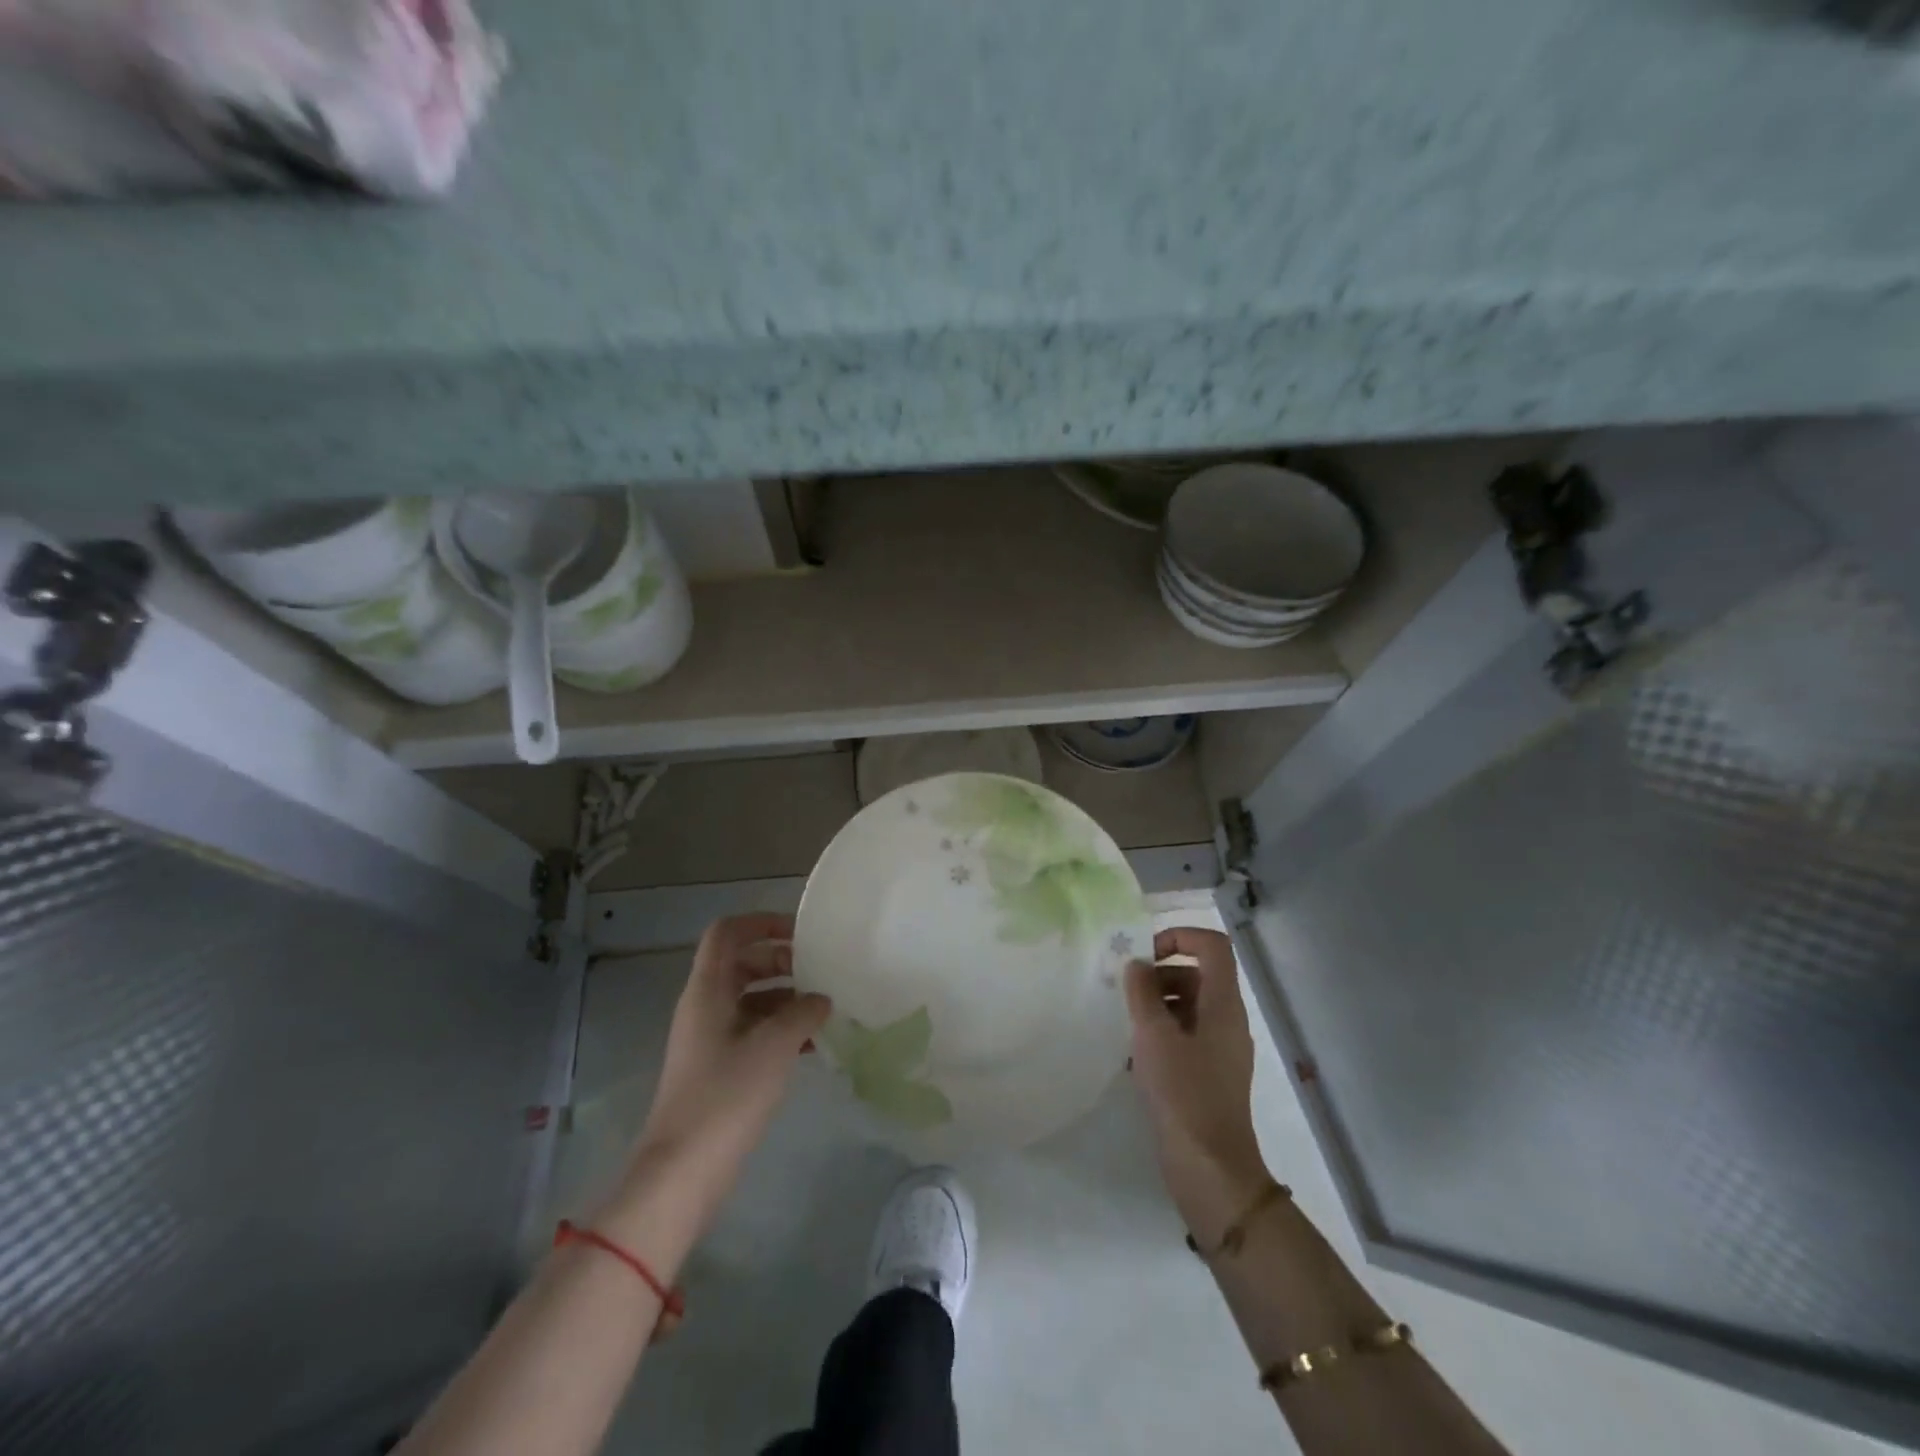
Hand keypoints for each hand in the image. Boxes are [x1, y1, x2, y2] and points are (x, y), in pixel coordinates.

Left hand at [621, 914, 831, 1232]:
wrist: (683, 1171)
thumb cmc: (727, 1096)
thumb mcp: (774, 1045)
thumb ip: (803, 1012)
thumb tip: (821, 998)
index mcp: (708, 990)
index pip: (728, 933)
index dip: (761, 922)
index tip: (801, 933)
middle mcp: (705, 1006)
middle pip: (742, 963)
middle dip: (782, 961)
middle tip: (820, 972)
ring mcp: (710, 1039)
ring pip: (750, 999)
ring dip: (785, 997)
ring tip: (825, 1009)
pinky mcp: (718, 1068)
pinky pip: (752, 1031)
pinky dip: (780, 1028)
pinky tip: (812, 1045)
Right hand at [1125, 926, 1270, 1244]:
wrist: (1209, 1167)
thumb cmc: (1183, 1092)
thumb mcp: (1153, 1035)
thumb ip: (1142, 992)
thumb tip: (1137, 965)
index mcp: (1223, 1003)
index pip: (1212, 945)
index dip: (1179, 936)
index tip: (1144, 954)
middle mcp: (1228, 1020)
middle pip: (1197, 974)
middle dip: (1159, 974)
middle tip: (1126, 993)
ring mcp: (1221, 1049)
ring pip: (1189, 1006)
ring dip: (1156, 1005)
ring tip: (1126, 1024)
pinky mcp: (1210, 1074)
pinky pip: (1186, 1036)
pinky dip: (1162, 1033)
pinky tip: (1134, 1055)